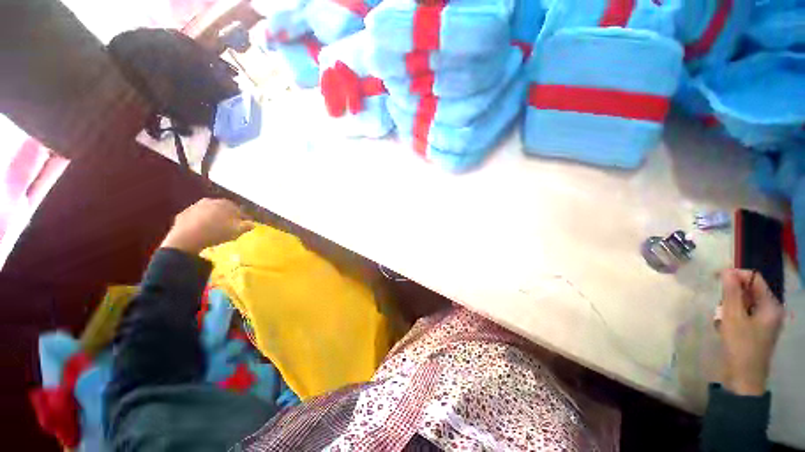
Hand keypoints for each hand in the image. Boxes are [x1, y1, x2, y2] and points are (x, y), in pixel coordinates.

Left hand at [160, 198, 252, 253]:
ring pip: (208, 212)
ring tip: (216, 228)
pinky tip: (202, 230)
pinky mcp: (183, 214)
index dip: (242, 217)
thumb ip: (247, 226)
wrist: (187, 238)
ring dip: (213, 218)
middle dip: (227, 215)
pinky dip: (200, 222)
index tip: (244, 224)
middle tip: (230, 225)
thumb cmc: (217, 232)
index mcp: (225, 204)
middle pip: (222, 208)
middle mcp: (211, 201)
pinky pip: (196, 217)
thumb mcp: (237, 231)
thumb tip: (253, 224)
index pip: (238, 209)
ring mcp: (195, 206)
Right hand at [717, 269, 783, 395]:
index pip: (754, 278)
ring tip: (720, 317)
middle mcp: (770, 310)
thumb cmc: (740, 346)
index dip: (735, 275)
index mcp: (770, 305)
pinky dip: (732, 315)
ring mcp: (764, 321)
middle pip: (749, 290)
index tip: (715, 277)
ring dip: (730, 305)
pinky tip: (723, 325)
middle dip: (731, 293)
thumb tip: (726, 271)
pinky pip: (743, 313)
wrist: (743, 378)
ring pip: (744, 302)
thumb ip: (731, 293)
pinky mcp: (756, 329)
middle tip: (718, 303)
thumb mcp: (733, 318)